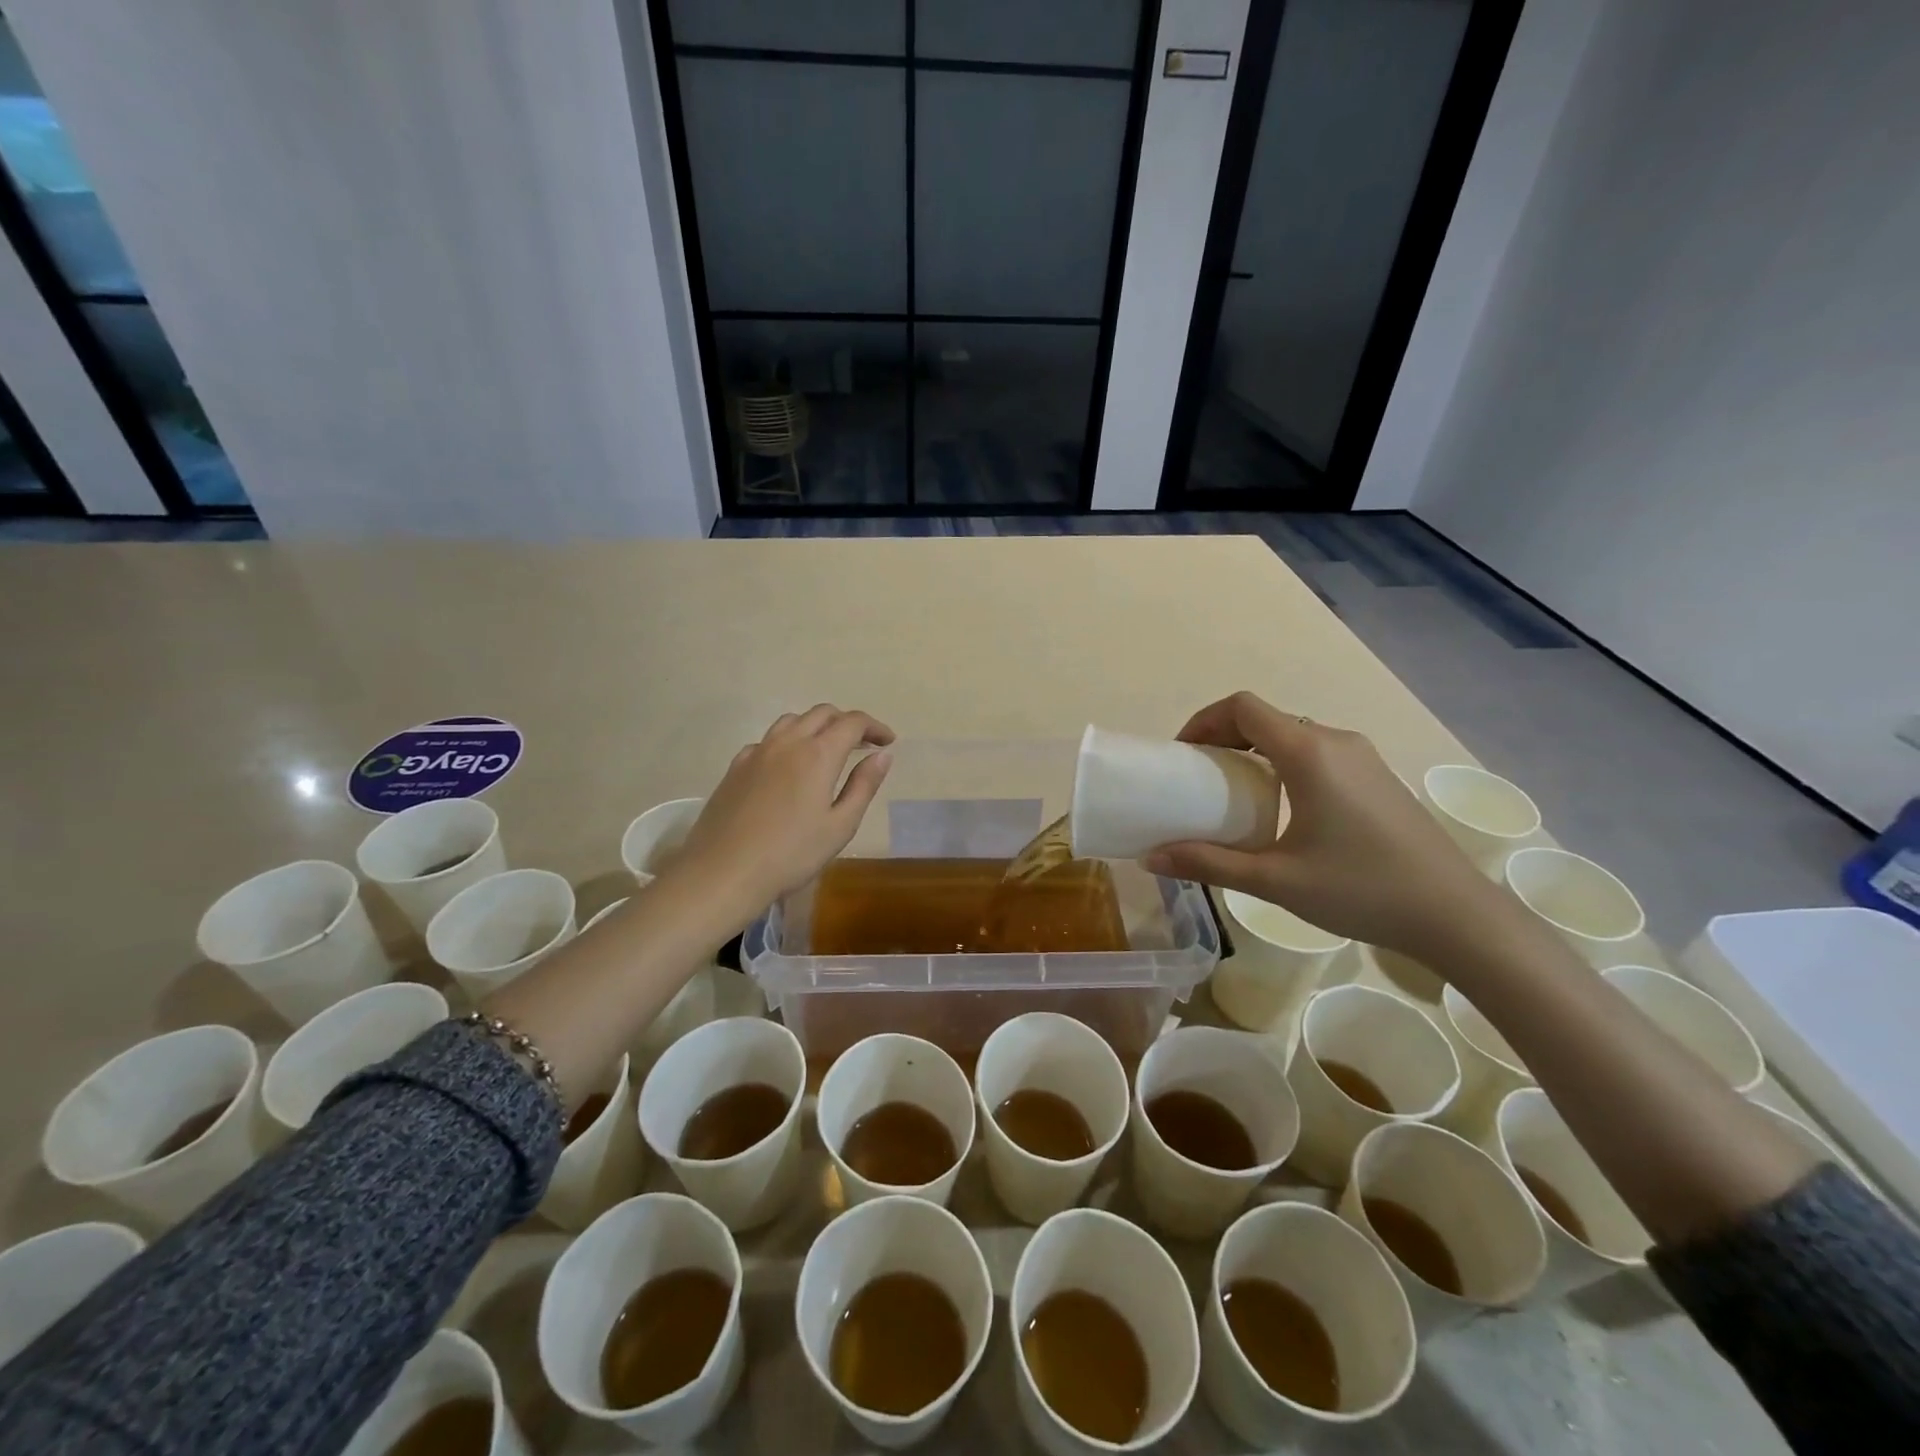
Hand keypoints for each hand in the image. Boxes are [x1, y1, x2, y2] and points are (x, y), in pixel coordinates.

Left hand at [668, 705, 894, 923]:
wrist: (724, 871)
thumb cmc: (791, 854)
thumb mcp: (840, 825)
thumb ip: (863, 785)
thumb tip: (882, 755)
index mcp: (818, 754)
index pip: (852, 723)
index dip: (874, 727)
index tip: (888, 741)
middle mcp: (788, 742)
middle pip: (822, 713)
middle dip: (847, 722)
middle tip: (863, 744)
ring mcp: (757, 752)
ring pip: (792, 720)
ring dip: (816, 726)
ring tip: (827, 749)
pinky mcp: (736, 766)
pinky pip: (768, 740)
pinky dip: (788, 741)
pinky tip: (788, 766)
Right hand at [1141, 692, 1503, 960]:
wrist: (1457, 915)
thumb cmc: (1360, 890)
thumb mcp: (1275, 880)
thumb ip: (1209, 864)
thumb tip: (1151, 858)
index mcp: (1308, 752)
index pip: (1242, 707)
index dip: (1203, 721)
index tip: (1182, 755)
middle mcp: (1335, 740)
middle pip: (1265, 717)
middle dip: (1223, 738)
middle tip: (1198, 778)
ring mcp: (1362, 756)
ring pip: (1292, 734)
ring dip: (1254, 751)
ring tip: (1233, 794)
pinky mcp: (1378, 776)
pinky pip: (1317, 752)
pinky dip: (1283, 763)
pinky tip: (1281, 808)